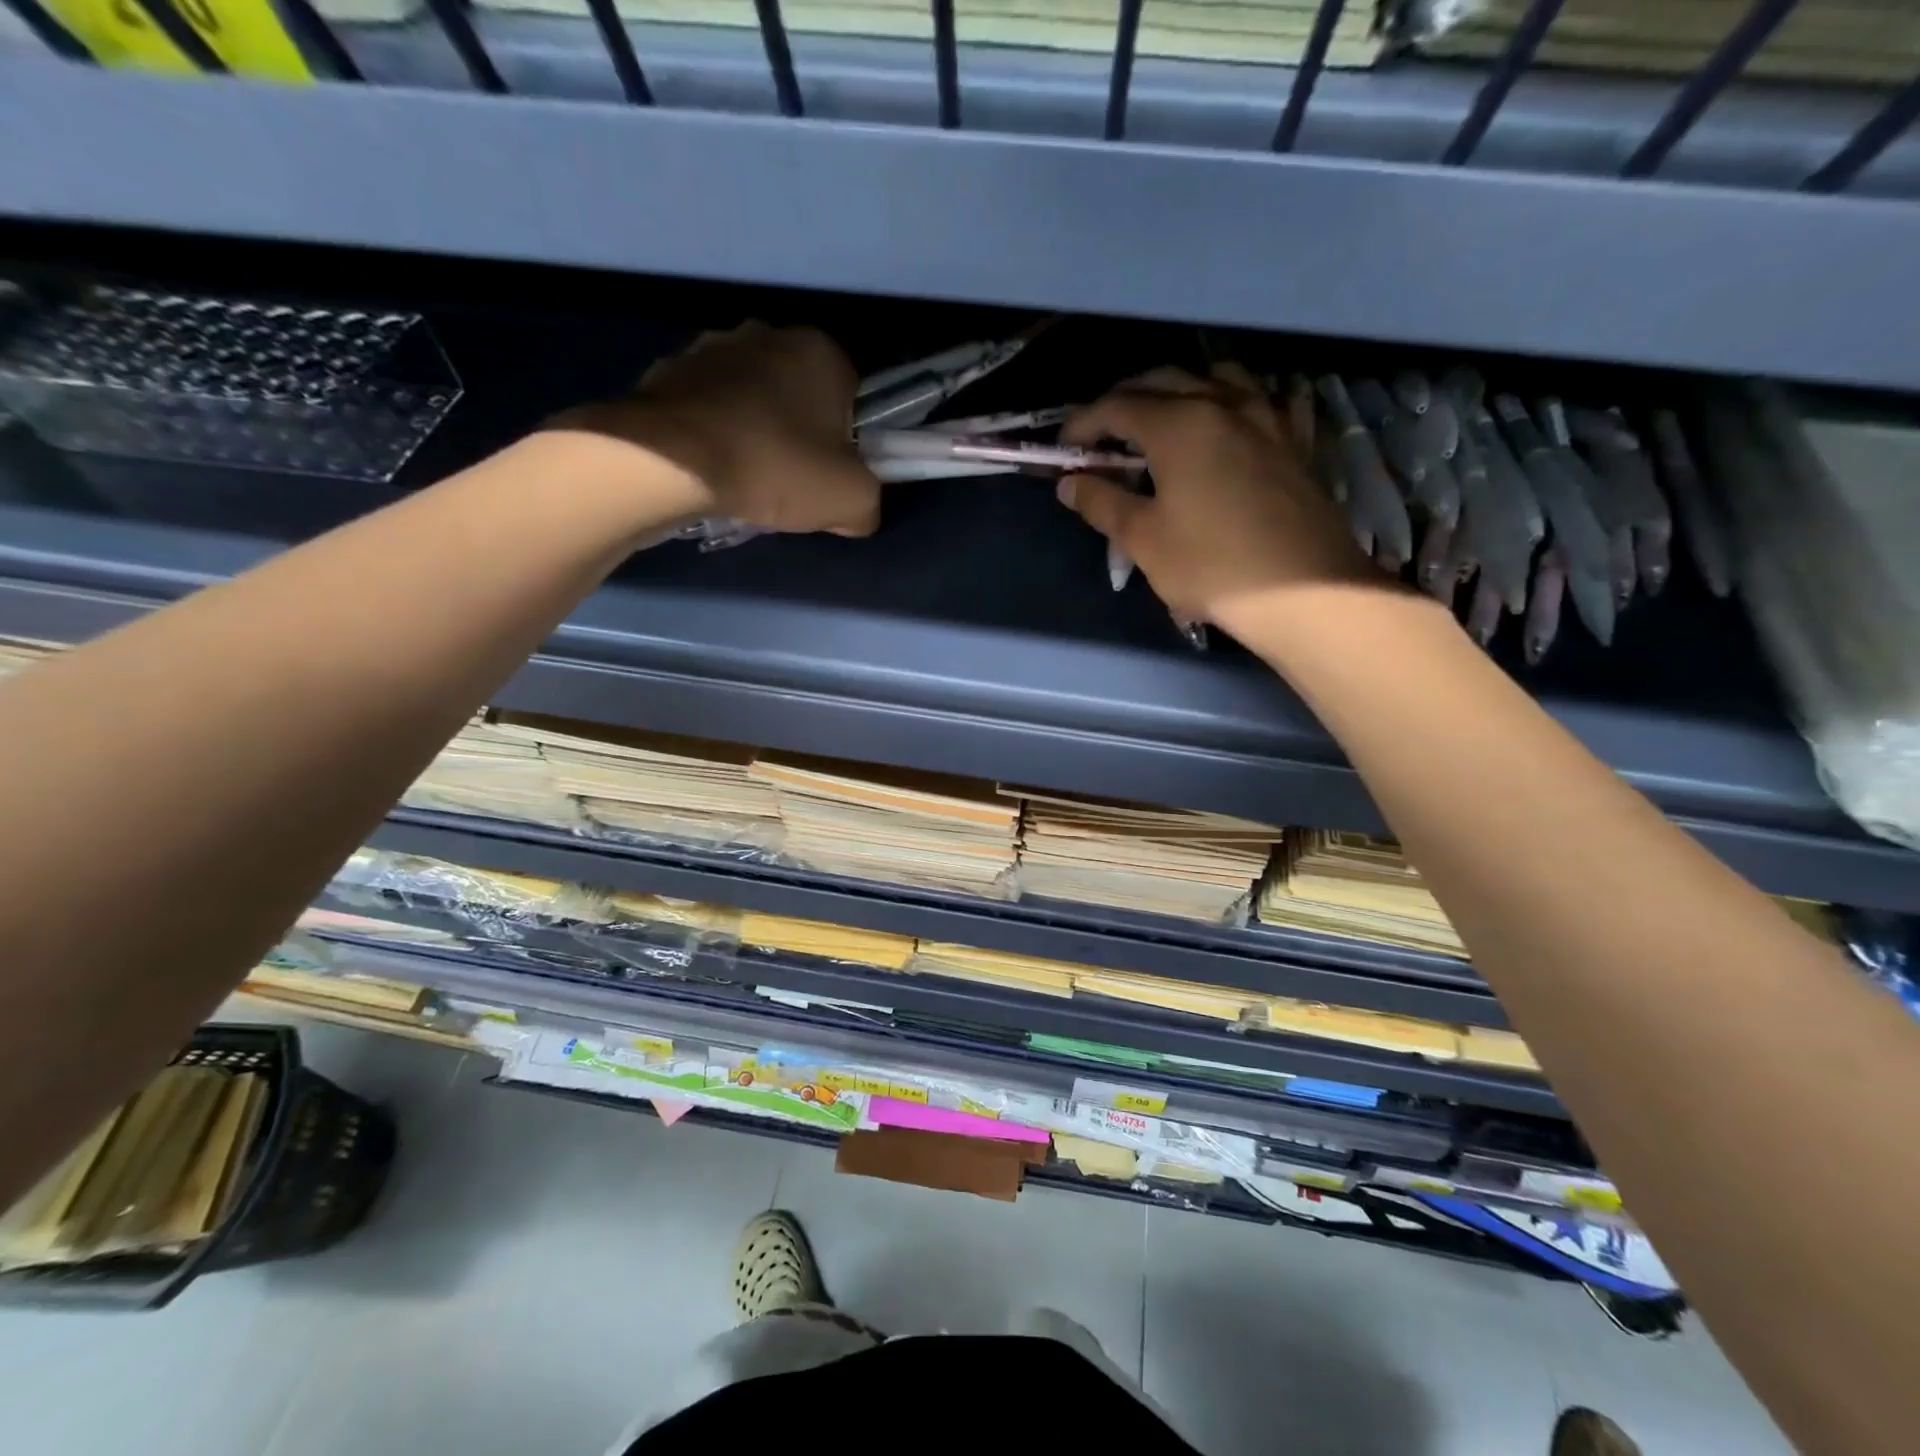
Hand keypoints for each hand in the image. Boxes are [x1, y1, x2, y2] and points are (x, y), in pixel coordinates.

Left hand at [551, 322, 882, 535]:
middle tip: (791, 481)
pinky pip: (708, 406)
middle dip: (800, 433)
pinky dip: (714, 433)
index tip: (832, 475)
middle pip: (801, 394)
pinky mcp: (668, 369)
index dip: (848, 441)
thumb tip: (856, 510)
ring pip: (752, 398)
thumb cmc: (775, 467)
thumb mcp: (850, 500)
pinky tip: (711, 468)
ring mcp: (711, 347)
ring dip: (755, 430)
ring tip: (746, 478)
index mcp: (820, 351)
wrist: (670, 460)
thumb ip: (869, 503)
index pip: (853, 396)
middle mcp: (767, 333)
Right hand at [1058, 365, 1376, 629]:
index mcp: (1178, 424)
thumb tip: (1070, 482)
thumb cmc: (1211, 566)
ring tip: (1163, 420)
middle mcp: (1222, 403)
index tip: (1064, 449)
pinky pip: (1260, 399)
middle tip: (1103, 436)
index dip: (1082, 424)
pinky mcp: (1294, 439)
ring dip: (1179, 390)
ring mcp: (1266, 416)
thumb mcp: (1143, 540)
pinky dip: (1233, 401)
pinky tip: (1230, 422)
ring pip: (1215, 377)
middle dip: (1124, 401)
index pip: (1116, 406)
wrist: (1305, 592)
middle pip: (1162, 381)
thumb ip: (1102, 503)